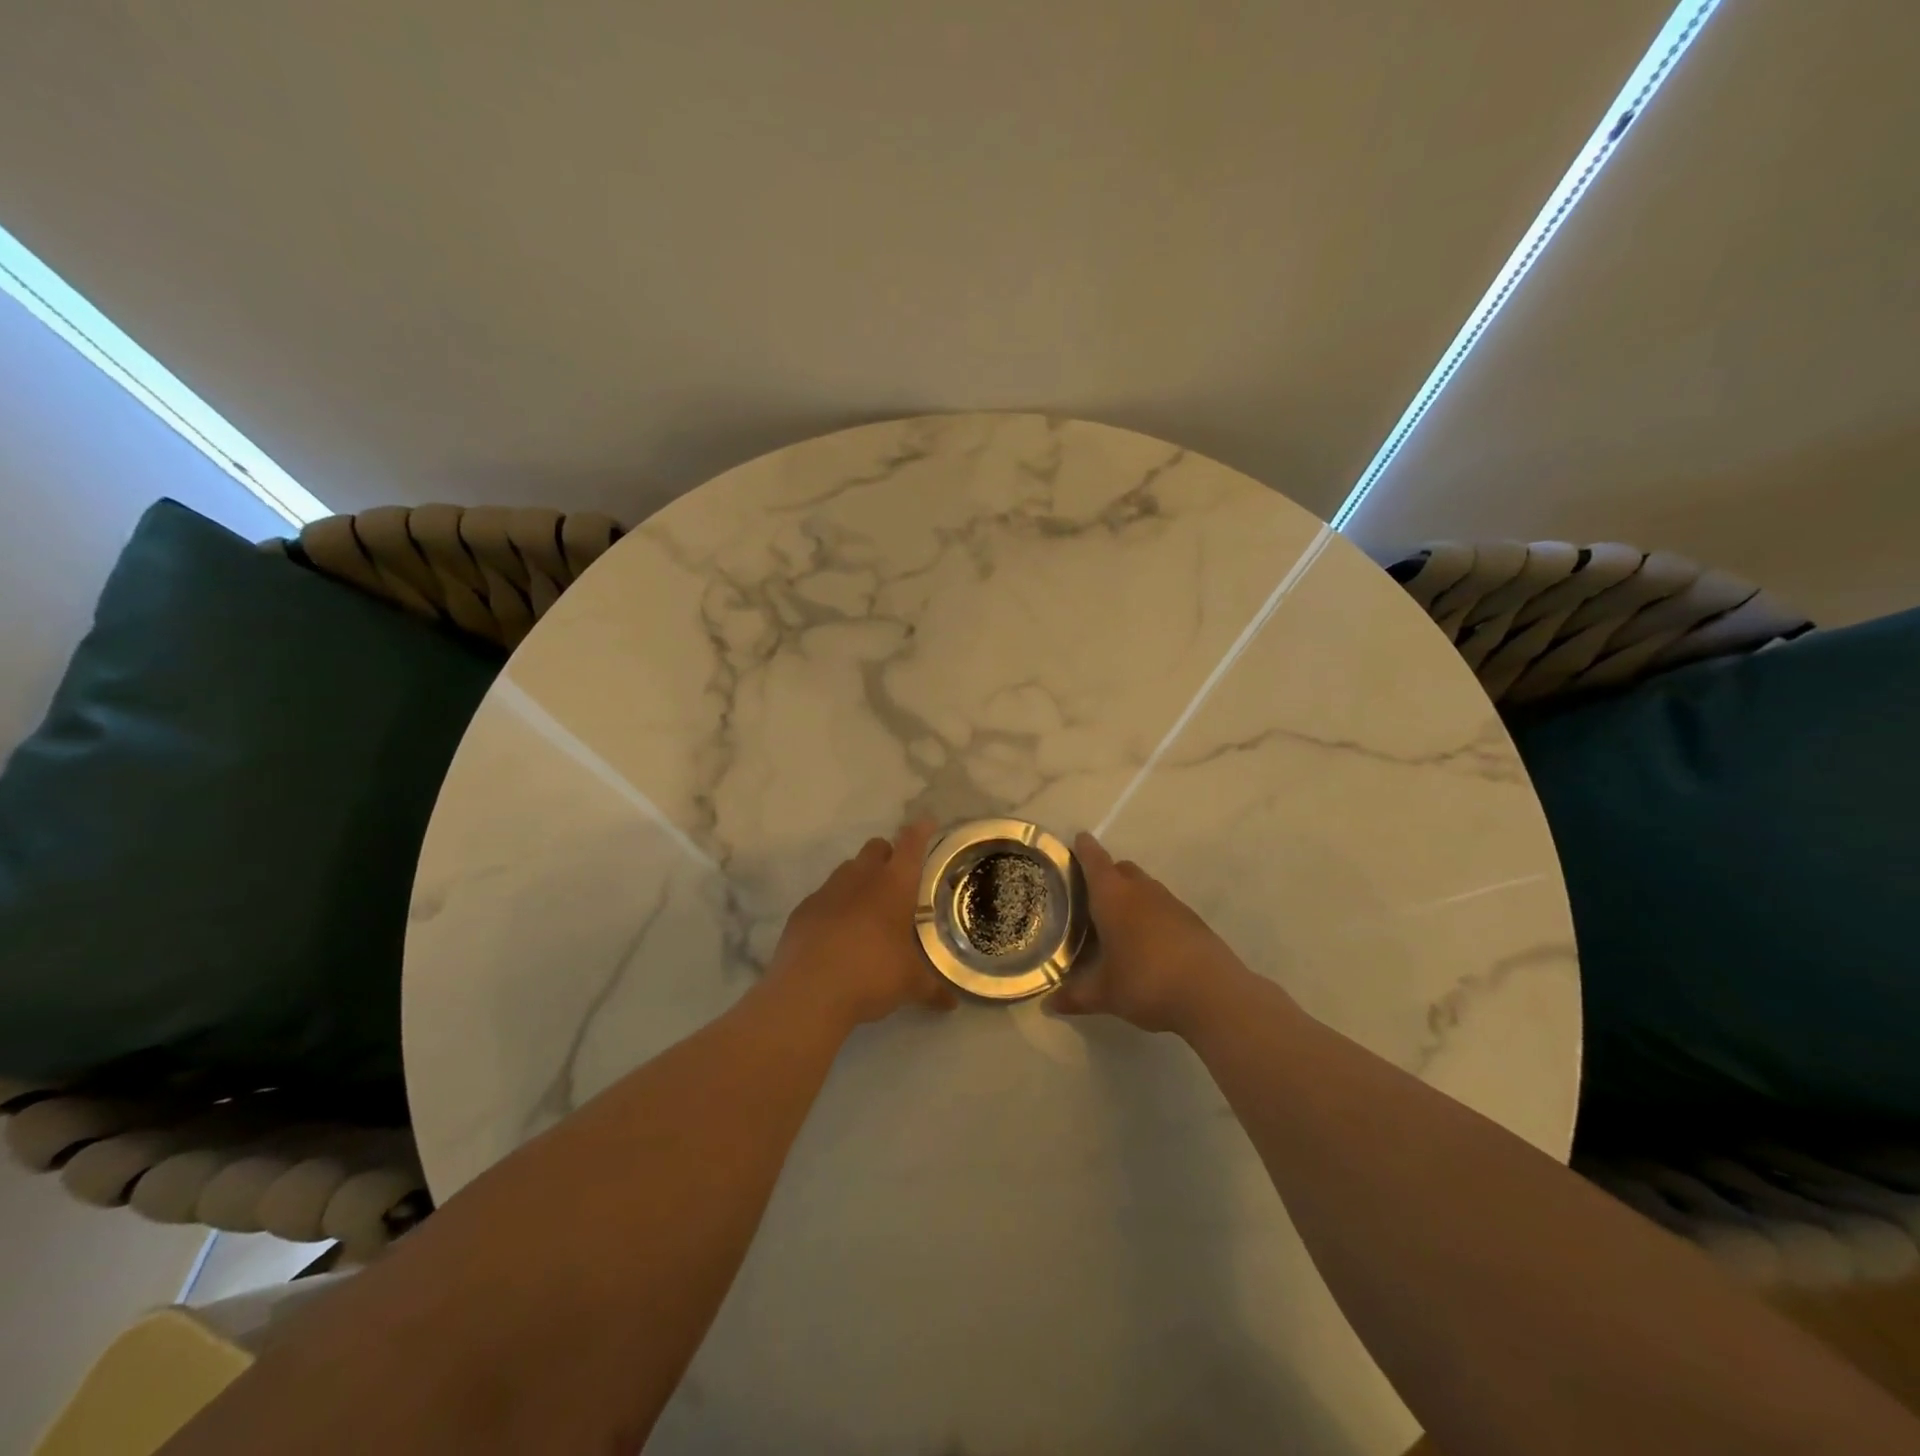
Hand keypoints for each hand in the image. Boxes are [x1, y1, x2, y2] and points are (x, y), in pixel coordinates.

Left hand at [762, 820, 958, 1034]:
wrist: (808, 993)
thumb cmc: (871, 975)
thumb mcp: (910, 985)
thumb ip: (932, 989)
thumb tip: (952, 1004)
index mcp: (894, 885)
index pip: (911, 844)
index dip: (920, 831)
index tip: (927, 822)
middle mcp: (861, 878)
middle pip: (876, 848)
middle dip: (888, 855)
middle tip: (898, 880)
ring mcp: (827, 891)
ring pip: (847, 869)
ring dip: (860, 879)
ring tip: (868, 909)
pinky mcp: (803, 910)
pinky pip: (824, 897)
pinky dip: (834, 906)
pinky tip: (837, 933)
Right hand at [1045, 833, 1256, 1036]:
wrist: (1213, 994)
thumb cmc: (1146, 982)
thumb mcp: (1105, 994)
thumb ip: (1075, 996)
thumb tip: (1048, 1005)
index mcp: (1113, 897)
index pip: (1094, 861)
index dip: (1084, 849)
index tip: (1078, 839)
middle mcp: (1141, 891)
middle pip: (1122, 869)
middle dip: (1107, 873)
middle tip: (1091, 893)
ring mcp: (1171, 903)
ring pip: (1145, 887)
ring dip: (1131, 895)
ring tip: (1118, 921)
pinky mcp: (1192, 920)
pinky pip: (1164, 906)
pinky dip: (1152, 914)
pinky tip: (1148, 941)